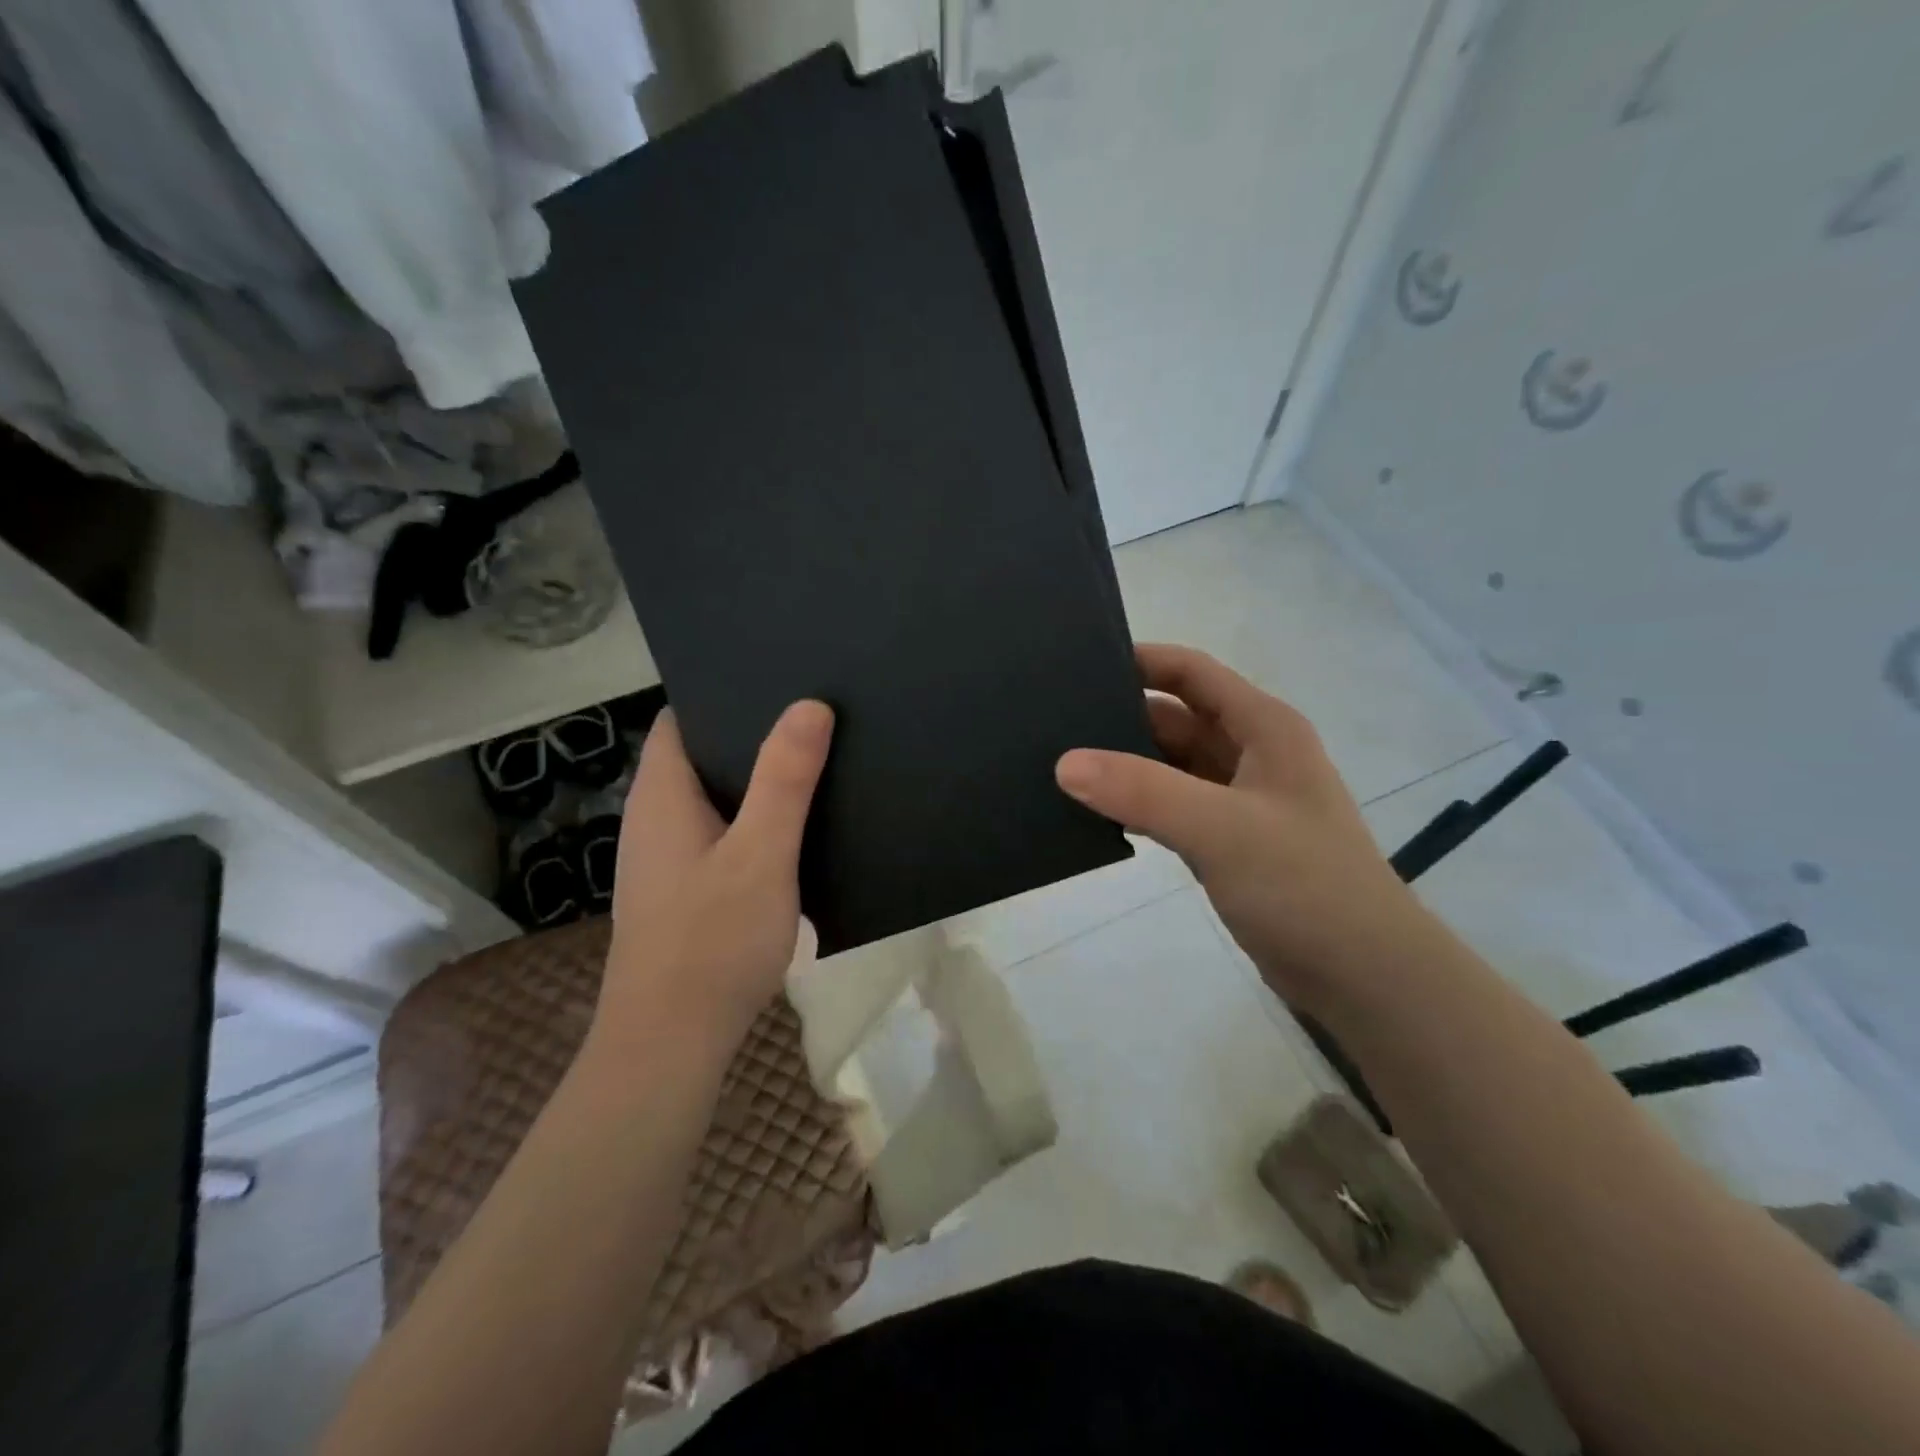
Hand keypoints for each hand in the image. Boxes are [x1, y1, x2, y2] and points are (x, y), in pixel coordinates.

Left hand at [596, 701, 833, 1050]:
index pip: (682, 719)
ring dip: (756, 781)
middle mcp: (655, 819)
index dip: (724, 693)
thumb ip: (785, 780)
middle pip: (700, 755)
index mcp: (662, 796)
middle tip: (815, 716)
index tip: (779, 681)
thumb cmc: (712, 941)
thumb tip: (810, 704)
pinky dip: (753, 821)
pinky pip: (720, 834)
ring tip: (815, 761)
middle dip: (752, 734)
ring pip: (714, 798)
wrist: (670, 1044)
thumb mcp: (761, 854)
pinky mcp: (684, 891)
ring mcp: (667, 858)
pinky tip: (795, 831)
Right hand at [1055, 644, 1432, 1011]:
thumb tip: (1065, 763)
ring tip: (1060, 765)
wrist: (1362, 975)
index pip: (1192, 673)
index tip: (1077, 667)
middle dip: (1120, 717)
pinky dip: (1137, 805)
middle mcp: (1251, 754)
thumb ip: (1144, 791)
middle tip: (1053, 724)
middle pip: (1174, 718)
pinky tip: (1094, 814)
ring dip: (1125, 764)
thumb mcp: (1222, 828)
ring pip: (1170, 765)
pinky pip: (1171, 807)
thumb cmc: (1304, 885)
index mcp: (1263, 728)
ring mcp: (1238, 801)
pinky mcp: (1227, 842)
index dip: (1139, 661)